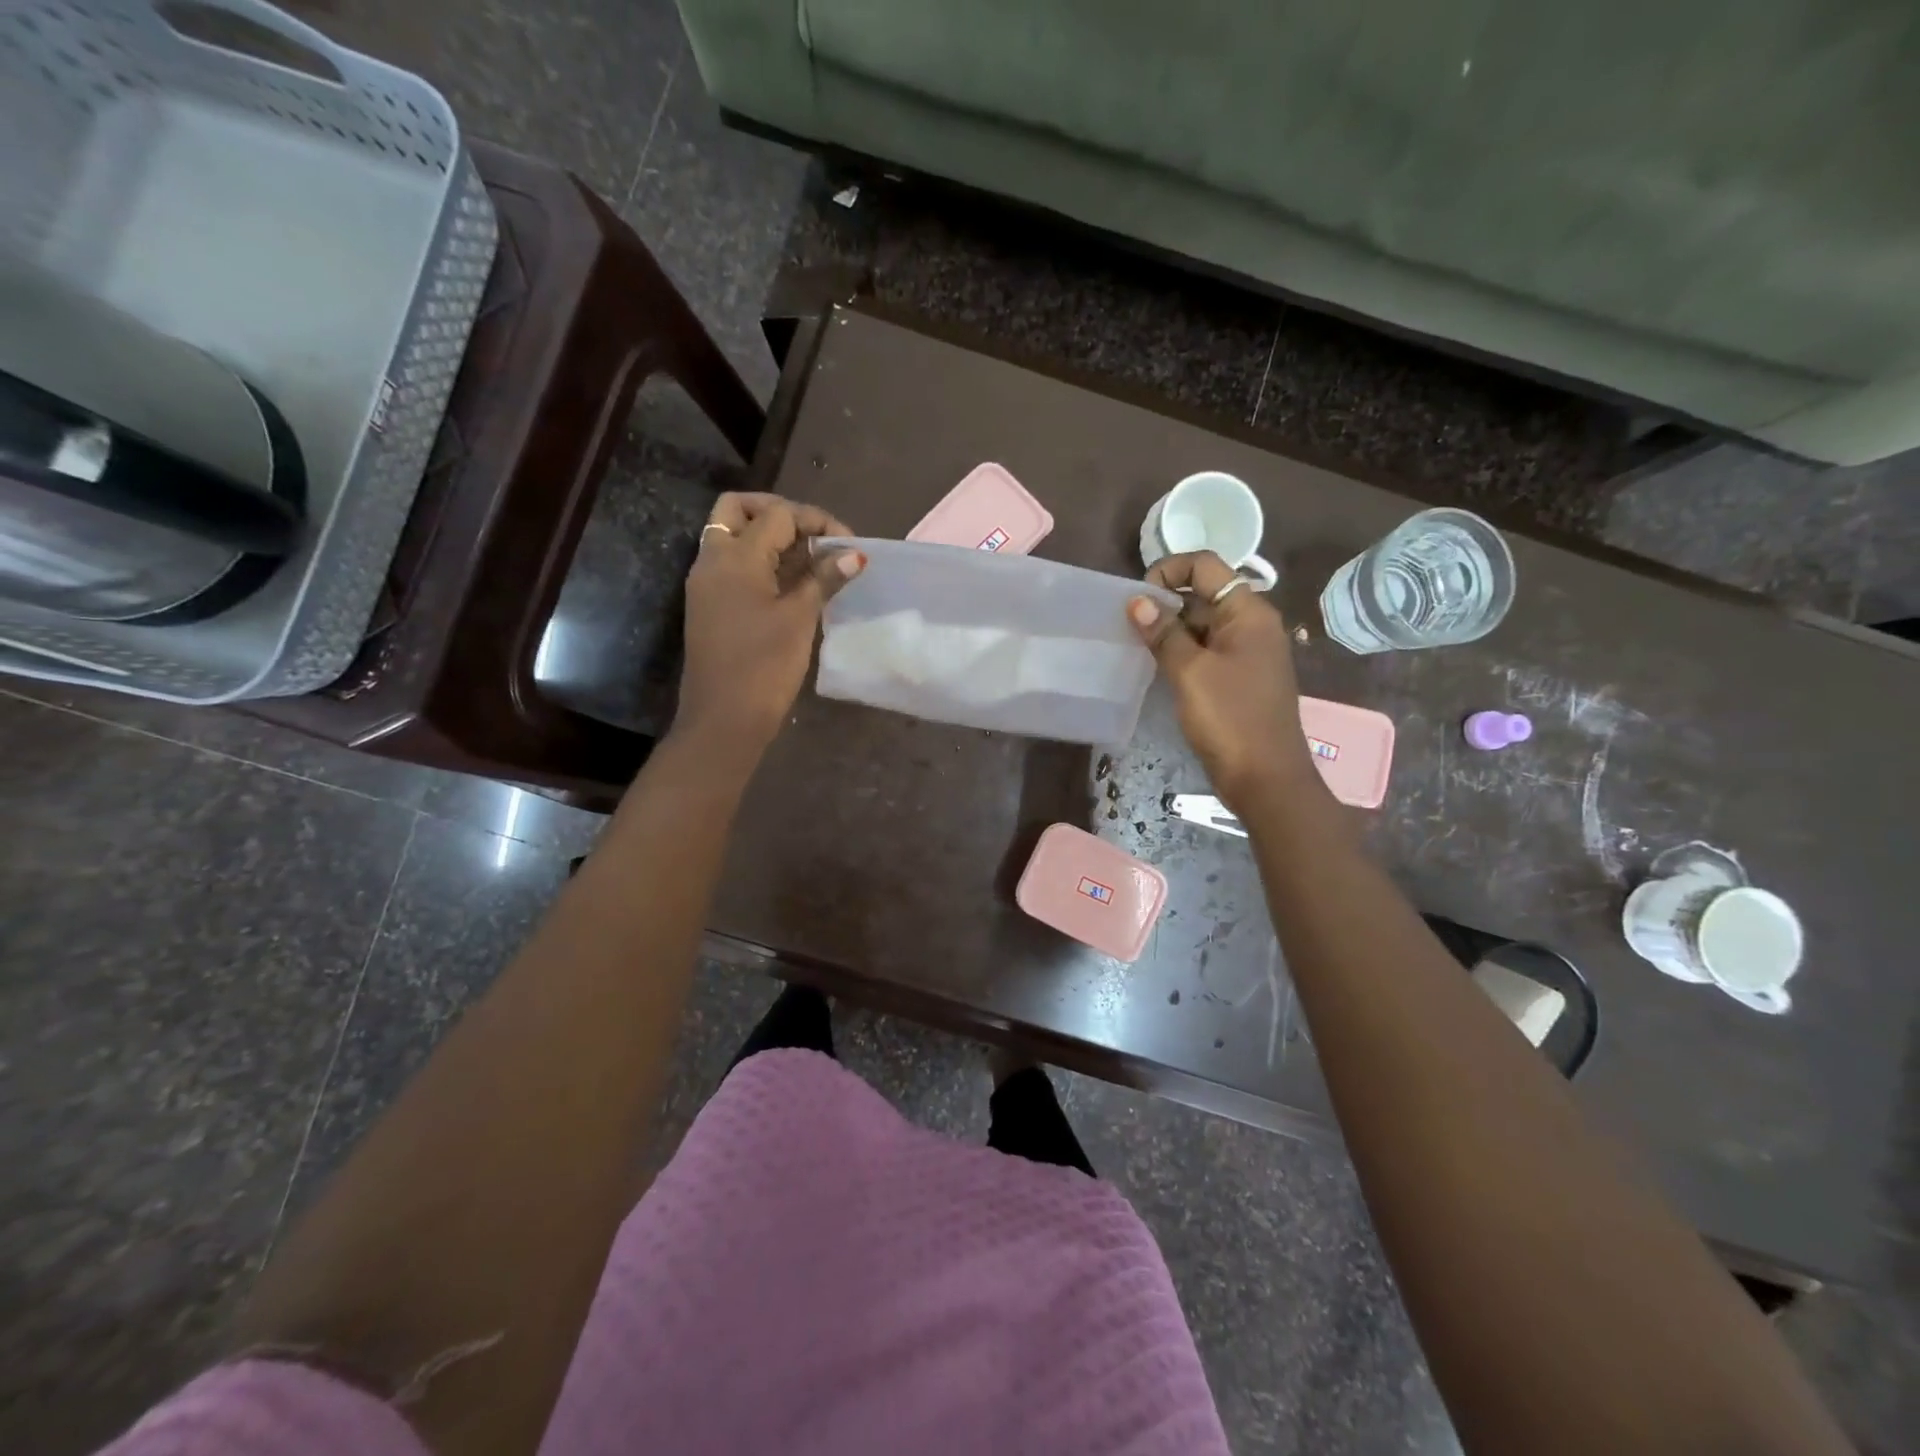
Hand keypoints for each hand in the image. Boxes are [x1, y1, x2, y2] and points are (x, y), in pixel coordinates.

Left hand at [674, 493, 862, 761]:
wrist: (723, 719)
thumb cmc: (764, 667)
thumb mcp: (799, 619)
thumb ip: (824, 579)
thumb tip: (854, 555)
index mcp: (735, 557)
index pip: (777, 514)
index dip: (816, 521)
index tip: (848, 544)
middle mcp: (713, 560)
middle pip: (739, 510)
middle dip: (780, 513)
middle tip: (814, 535)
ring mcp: (707, 583)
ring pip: (733, 535)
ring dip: (770, 537)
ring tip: (811, 560)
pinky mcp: (710, 605)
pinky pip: (733, 564)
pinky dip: (761, 561)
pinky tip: (793, 583)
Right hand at [1128, 552, 1316, 812]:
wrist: (1266, 778)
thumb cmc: (1230, 719)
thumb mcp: (1190, 672)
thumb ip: (1164, 633)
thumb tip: (1137, 601)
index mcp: (1249, 612)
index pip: (1206, 566)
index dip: (1169, 570)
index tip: (1138, 598)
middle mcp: (1252, 624)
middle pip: (1204, 593)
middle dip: (1165, 602)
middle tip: (1130, 624)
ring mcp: (1247, 652)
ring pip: (1202, 624)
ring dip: (1170, 628)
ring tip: (1137, 644)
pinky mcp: (1238, 677)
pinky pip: (1206, 650)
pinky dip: (1181, 650)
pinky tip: (1156, 665)